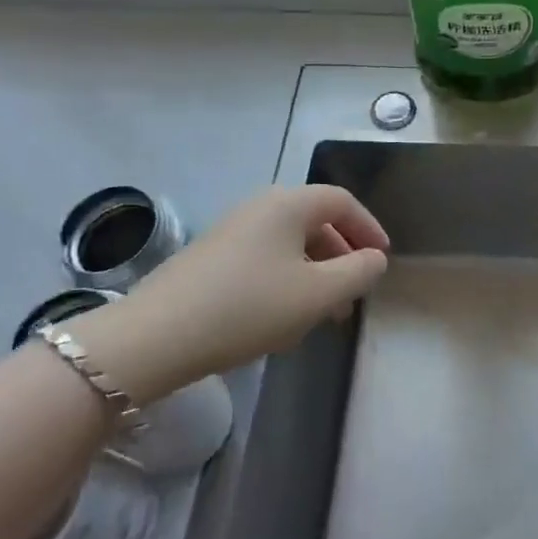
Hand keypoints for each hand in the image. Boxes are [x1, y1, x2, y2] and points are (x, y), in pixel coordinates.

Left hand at [72, 185, 388, 403]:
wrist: (155, 337)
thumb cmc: (249, 307)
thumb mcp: (317, 294)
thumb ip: (358, 272)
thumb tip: (375, 258)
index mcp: (288, 204)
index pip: (342, 201)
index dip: (369, 227)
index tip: (382, 259)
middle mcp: (260, 207)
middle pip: (315, 221)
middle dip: (342, 255)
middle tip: (354, 292)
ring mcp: (231, 230)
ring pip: (289, 243)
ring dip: (316, 271)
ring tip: (324, 313)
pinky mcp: (210, 257)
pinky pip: (265, 258)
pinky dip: (287, 278)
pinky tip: (283, 316)